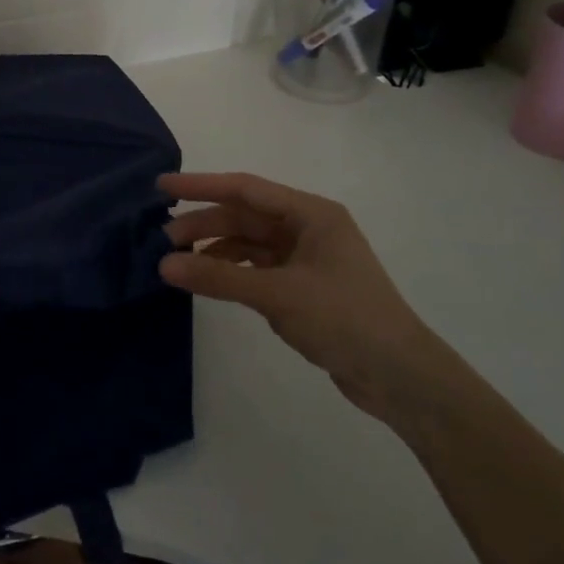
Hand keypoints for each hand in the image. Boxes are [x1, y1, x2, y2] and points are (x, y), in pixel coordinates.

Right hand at [159, 172, 440, 425]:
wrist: (401, 377)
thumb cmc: (344, 319)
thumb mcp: (277, 294)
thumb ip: (219, 277)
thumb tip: (163, 265)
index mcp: (311, 213)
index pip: (245, 189)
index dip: (201, 186)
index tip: (162, 187)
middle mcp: (308, 228)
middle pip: (244, 216)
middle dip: (204, 224)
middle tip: (163, 240)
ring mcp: (306, 257)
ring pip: (248, 242)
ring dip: (215, 250)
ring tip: (178, 264)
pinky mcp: (303, 286)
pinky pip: (257, 267)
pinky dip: (231, 271)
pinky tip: (208, 282)